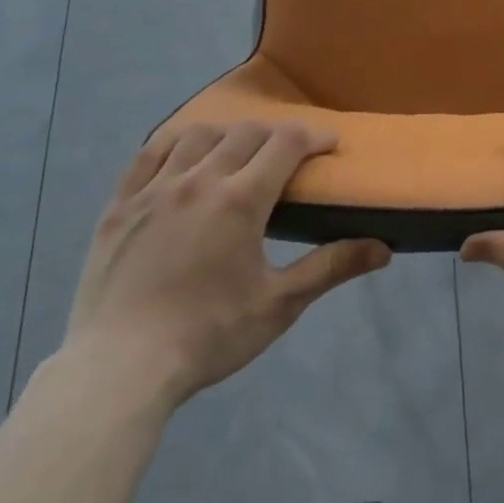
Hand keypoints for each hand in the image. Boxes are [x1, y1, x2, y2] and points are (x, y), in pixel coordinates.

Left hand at [61, 121, 390, 408]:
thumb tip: (384, 248)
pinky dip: (174, 144)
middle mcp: (200, 179)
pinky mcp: (120, 205)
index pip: (287, 143)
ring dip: (227, 134)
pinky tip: (183, 156)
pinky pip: (149, 154)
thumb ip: (331, 267)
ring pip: (198, 135)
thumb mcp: (279, 304)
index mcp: (241, 199)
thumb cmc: (207, 336)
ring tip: (236, 152)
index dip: (314, 136)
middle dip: (276, 134)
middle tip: (288, 155)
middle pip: (246, 132)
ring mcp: (154, 188)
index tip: (329, 145)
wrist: (118, 370)